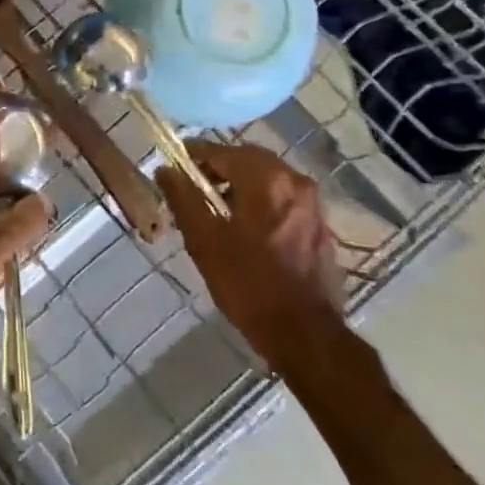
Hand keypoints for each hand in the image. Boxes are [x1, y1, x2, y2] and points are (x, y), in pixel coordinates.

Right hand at [156, 142, 344, 371]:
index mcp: (266, 180)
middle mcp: (294, 181)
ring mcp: (312, 203)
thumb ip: (183, 198)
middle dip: (217, 168)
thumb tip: (165, 170)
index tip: (171, 166)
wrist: (304, 333)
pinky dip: (259, 200)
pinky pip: (282, 197)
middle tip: (190, 187)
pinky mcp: (319, 224)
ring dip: (238, 184)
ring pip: (266, 178)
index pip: (221, 151)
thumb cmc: (248, 285)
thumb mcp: (204, 241)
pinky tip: (242, 226)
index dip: (193, 156)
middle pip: (247, 160)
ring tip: (212, 208)